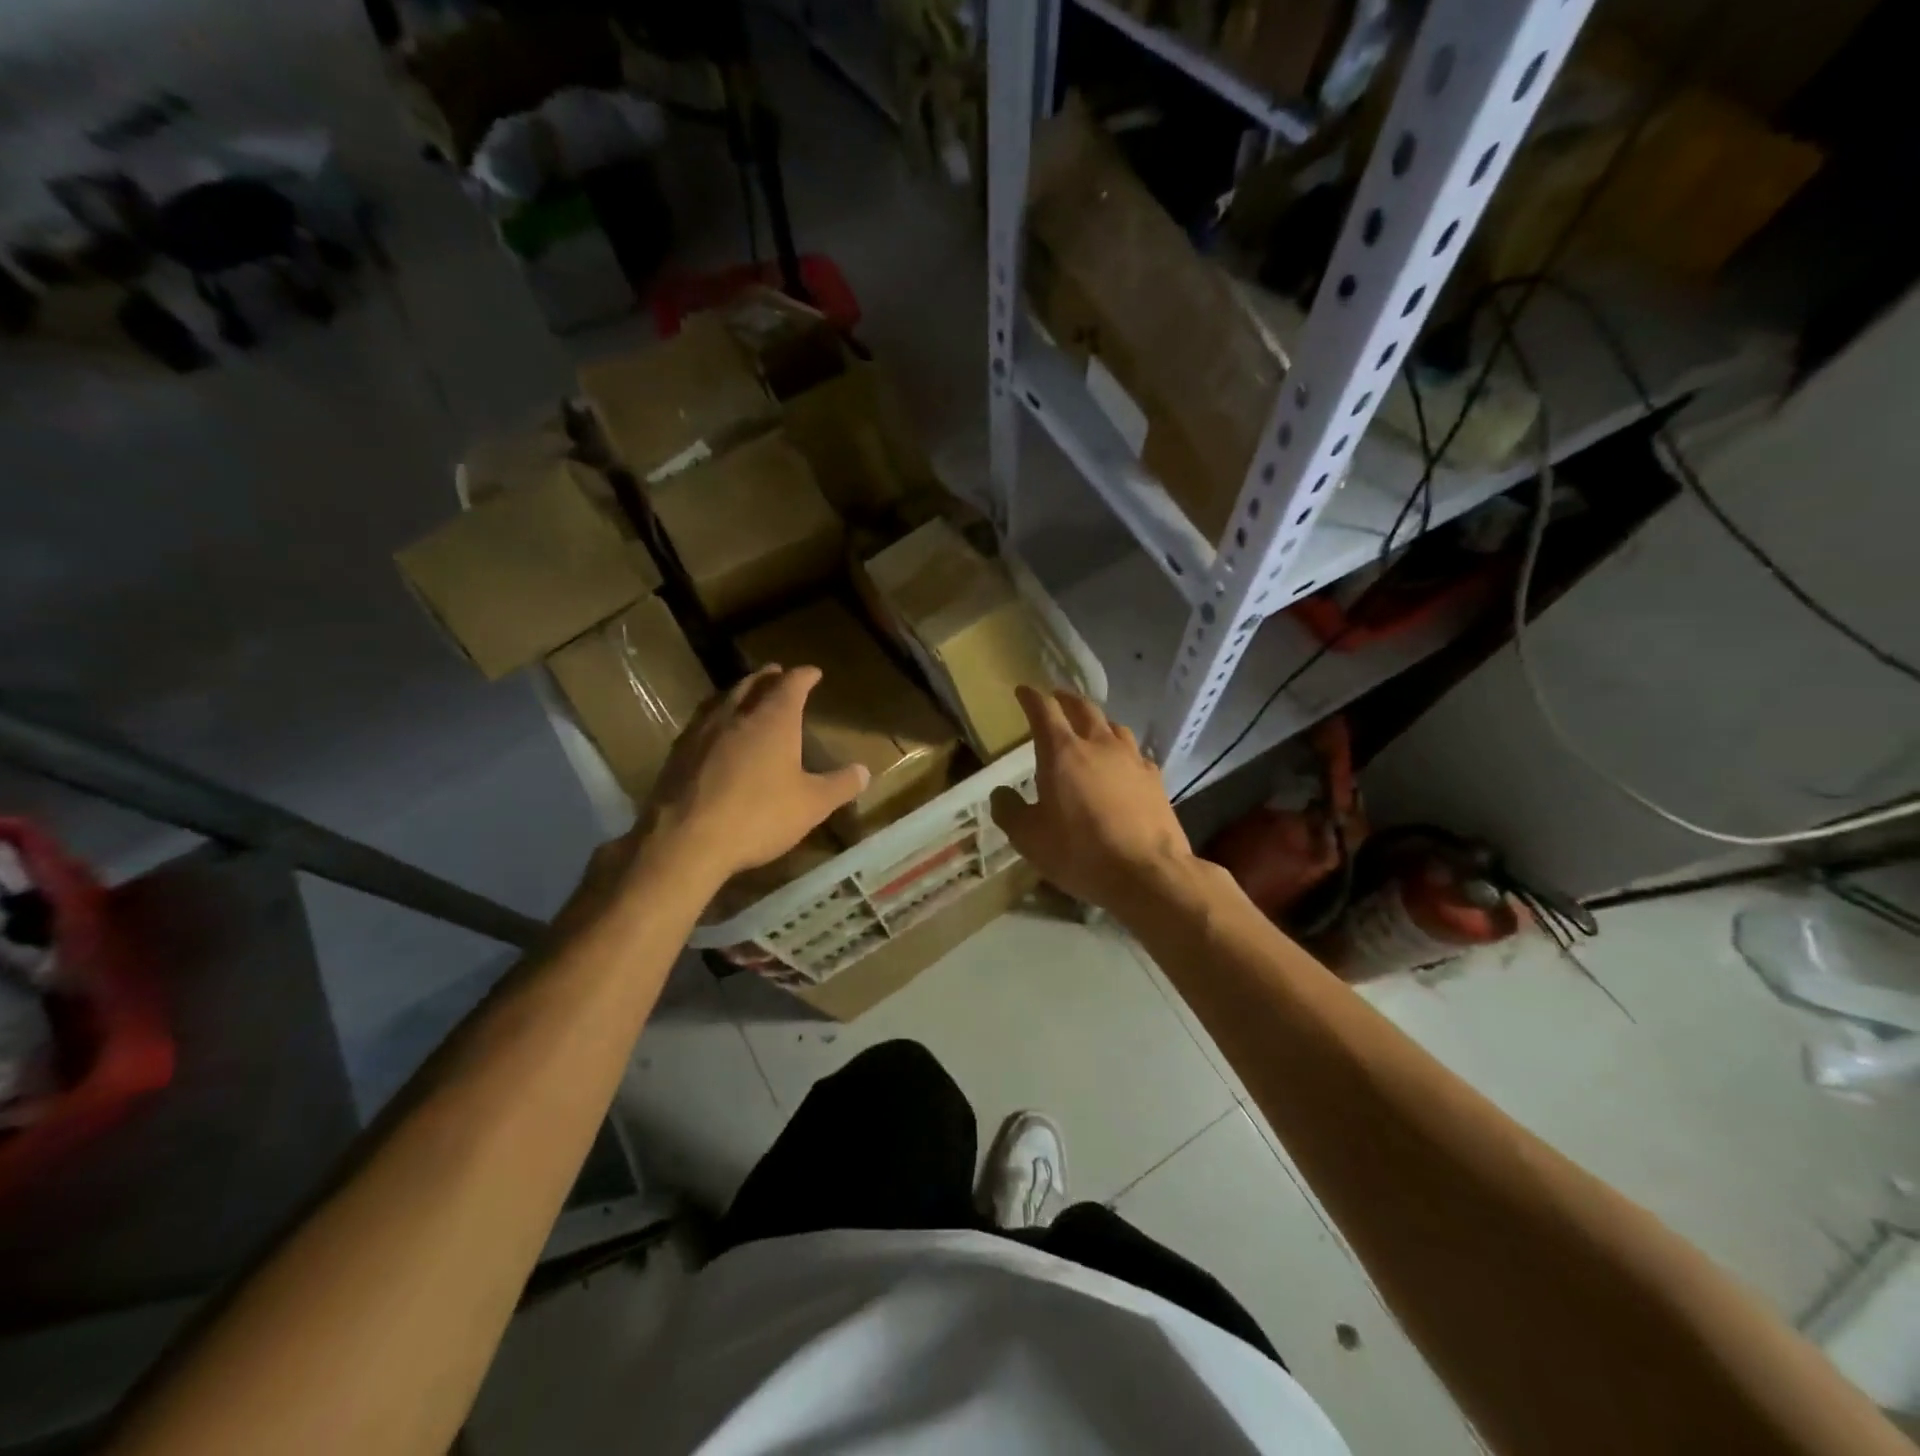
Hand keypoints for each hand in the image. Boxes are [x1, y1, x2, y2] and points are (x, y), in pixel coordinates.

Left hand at [634, 665, 867, 889]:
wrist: (685, 840)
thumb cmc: (758, 816)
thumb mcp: (811, 805)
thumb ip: (840, 786)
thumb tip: (864, 771)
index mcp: (773, 719)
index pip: (791, 684)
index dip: (804, 676)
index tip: (813, 672)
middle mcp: (736, 714)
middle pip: (753, 683)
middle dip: (770, 677)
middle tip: (779, 675)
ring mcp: (702, 731)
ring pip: (723, 698)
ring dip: (739, 692)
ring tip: (747, 696)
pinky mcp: (678, 752)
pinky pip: (702, 721)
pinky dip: (717, 717)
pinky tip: (716, 733)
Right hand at [990, 686, 1193, 911]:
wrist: (1147, 873)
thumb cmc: (1080, 852)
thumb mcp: (1029, 838)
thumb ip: (1010, 811)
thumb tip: (1001, 794)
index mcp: (1063, 752)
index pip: (1044, 710)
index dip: (1031, 698)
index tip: (1023, 691)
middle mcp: (1099, 745)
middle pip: (1083, 708)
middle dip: (1066, 700)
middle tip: (1056, 699)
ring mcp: (1132, 760)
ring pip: (1113, 727)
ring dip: (1097, 722)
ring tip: (1090, 728)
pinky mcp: (1155, 779)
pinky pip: (1135, 753)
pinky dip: (1122, 751)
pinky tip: (1122, 765)